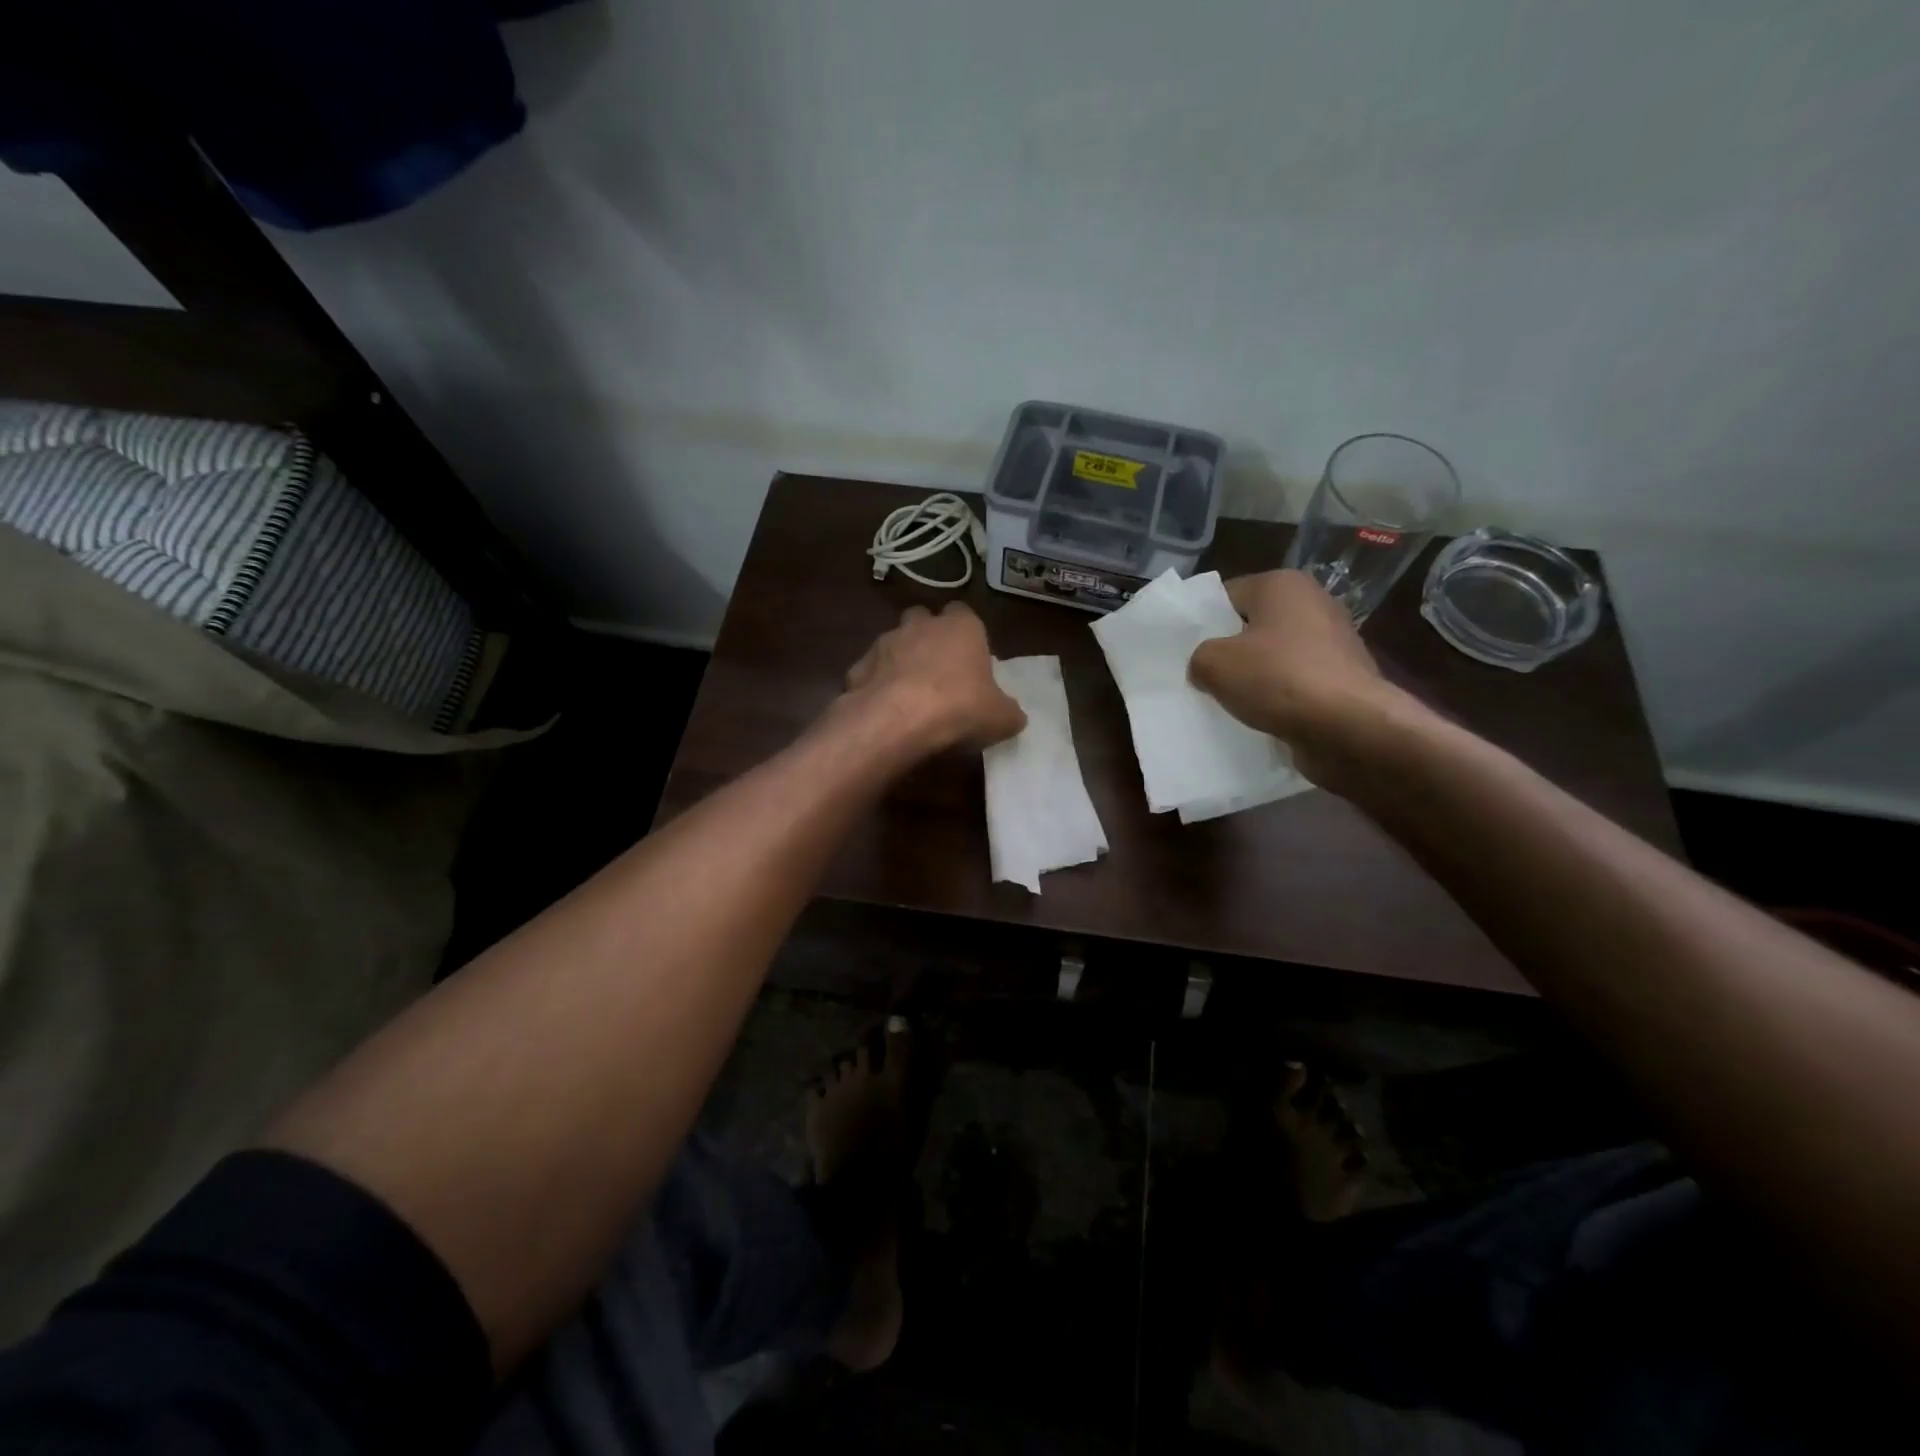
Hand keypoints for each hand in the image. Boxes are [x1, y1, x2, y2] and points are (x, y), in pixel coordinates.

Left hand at [845, 604, 1026, 751]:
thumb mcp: (1001, 718)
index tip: (971, 661)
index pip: (965, 614)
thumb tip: (1013, 715)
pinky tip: (884, 710)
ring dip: (900, 661)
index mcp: (961, 626)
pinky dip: (875, 685)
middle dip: (928, 638)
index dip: (967, 636)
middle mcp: (920, 625)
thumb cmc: (959, 708)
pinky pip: (870, 671)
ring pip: (893, 643)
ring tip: (909, 695)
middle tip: (938, 673)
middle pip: (924, 620)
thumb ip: (1008, 711)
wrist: (897, 721)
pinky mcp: (857, 666)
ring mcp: (884, 642)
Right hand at [1189, 570, 1416, 787]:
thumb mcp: (1214, 664)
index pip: (1226, 596)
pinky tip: (1260, 716)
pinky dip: (1278, 695)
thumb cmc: (1279, 679)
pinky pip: (1296, 681)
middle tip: (1200, 676)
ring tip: (1227, 700)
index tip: (1186, 650)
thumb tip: (1206, 666)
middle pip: (1252, 625)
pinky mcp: (1342, 676)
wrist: (1350, 727)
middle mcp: (1313, 602)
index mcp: (1282, 584)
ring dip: (1253, 676)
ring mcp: (1333, 640)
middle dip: (1229, 649)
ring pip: (1274, 655)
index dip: (1202, 622)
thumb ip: (1199, 657)